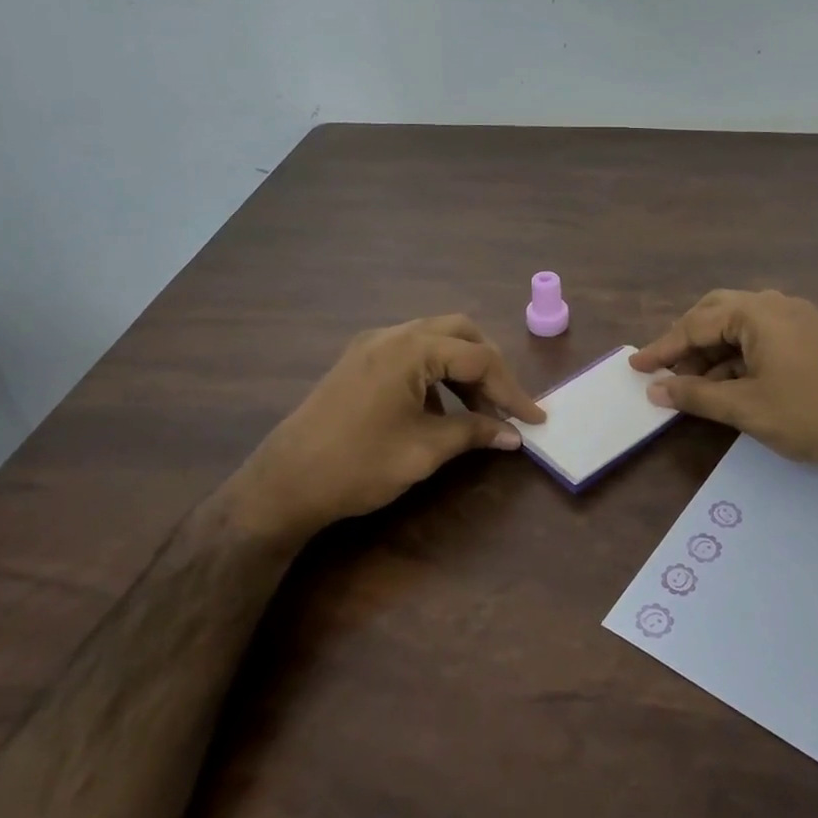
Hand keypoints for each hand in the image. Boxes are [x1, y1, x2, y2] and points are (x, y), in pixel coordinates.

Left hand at [247, 315, 544, 536]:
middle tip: (504, 404)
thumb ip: (474, 433)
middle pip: (459, 333)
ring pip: (435, 340)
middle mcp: (393, 335)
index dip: (512, 389)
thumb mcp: (425, 451)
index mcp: (411, 349)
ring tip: (477, 412)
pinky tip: (439, 411)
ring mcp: (371, 345)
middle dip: (489, 367)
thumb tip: (514, 435)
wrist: (283, 484)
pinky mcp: (358, 361)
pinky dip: (435, 374)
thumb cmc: (358, 464)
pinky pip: (411, 354)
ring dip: (462, 370)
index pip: (479, 358)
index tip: (534, 419)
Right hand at [631, 290, 817, 483]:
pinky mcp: (812, 339)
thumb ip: (695, 395)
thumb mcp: (745, 407)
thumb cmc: (809, 414)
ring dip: (713, 351)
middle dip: (687, 341)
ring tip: (692, 384)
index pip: (695, 324)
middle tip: (665, 370)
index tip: (636, 366)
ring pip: (740, 327)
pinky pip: (762, 338)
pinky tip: (728, 384)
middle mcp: (776, 305)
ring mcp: (798, 320)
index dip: (662, 348)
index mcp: (757, 312)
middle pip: (716, 313)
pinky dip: (738, 357)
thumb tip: (656, 390)